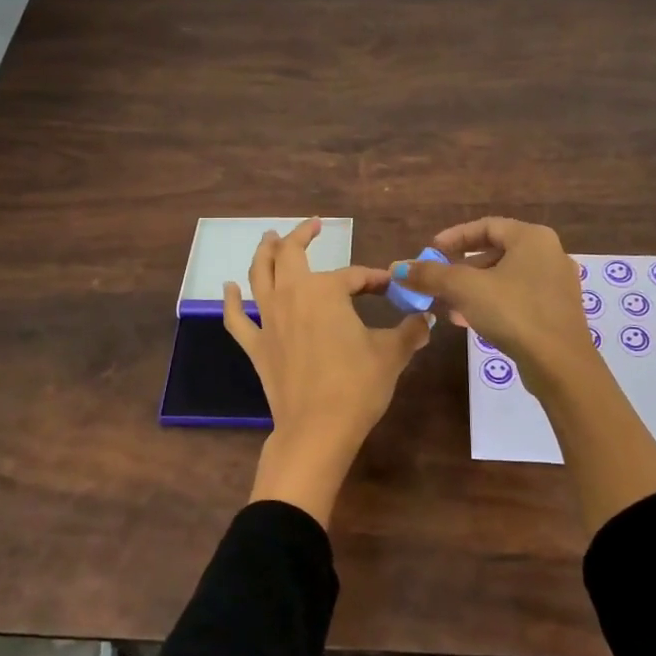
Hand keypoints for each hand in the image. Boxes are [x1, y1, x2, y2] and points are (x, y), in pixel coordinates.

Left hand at [225, 219, 430, 525]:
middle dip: (302, 236)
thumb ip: (409, 331)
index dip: (375, 278)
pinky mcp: (256, 345)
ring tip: (269, 238)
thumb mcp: (391, 355)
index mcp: (326, 291)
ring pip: (260, 275)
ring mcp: (269, 319)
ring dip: (265, 253)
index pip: (355, 275)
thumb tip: (427, 319)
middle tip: (313, 226)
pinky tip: (228, 287)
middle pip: (292, 255)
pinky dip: (231, 300)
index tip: (391, 286)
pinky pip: (237, 318)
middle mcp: (292, 295)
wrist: (317, 429)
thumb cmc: (357, 385)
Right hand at [396, 216, 655, 532]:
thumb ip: (430, 275)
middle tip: (437, 280)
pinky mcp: (557, 312)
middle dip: (461, 267)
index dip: (454, 237)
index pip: (486, 226)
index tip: (431, 251)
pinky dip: (492, 303)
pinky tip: (468, 321)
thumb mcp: (464, 289)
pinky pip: (517, 297)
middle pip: (496, 252)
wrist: (560, 365)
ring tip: (447, 305)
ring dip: (473, 289)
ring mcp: (557, 284)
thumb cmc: (513, 313)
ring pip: (505, 278)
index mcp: (532, 238)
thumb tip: (398, 268)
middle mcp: (549, 254)